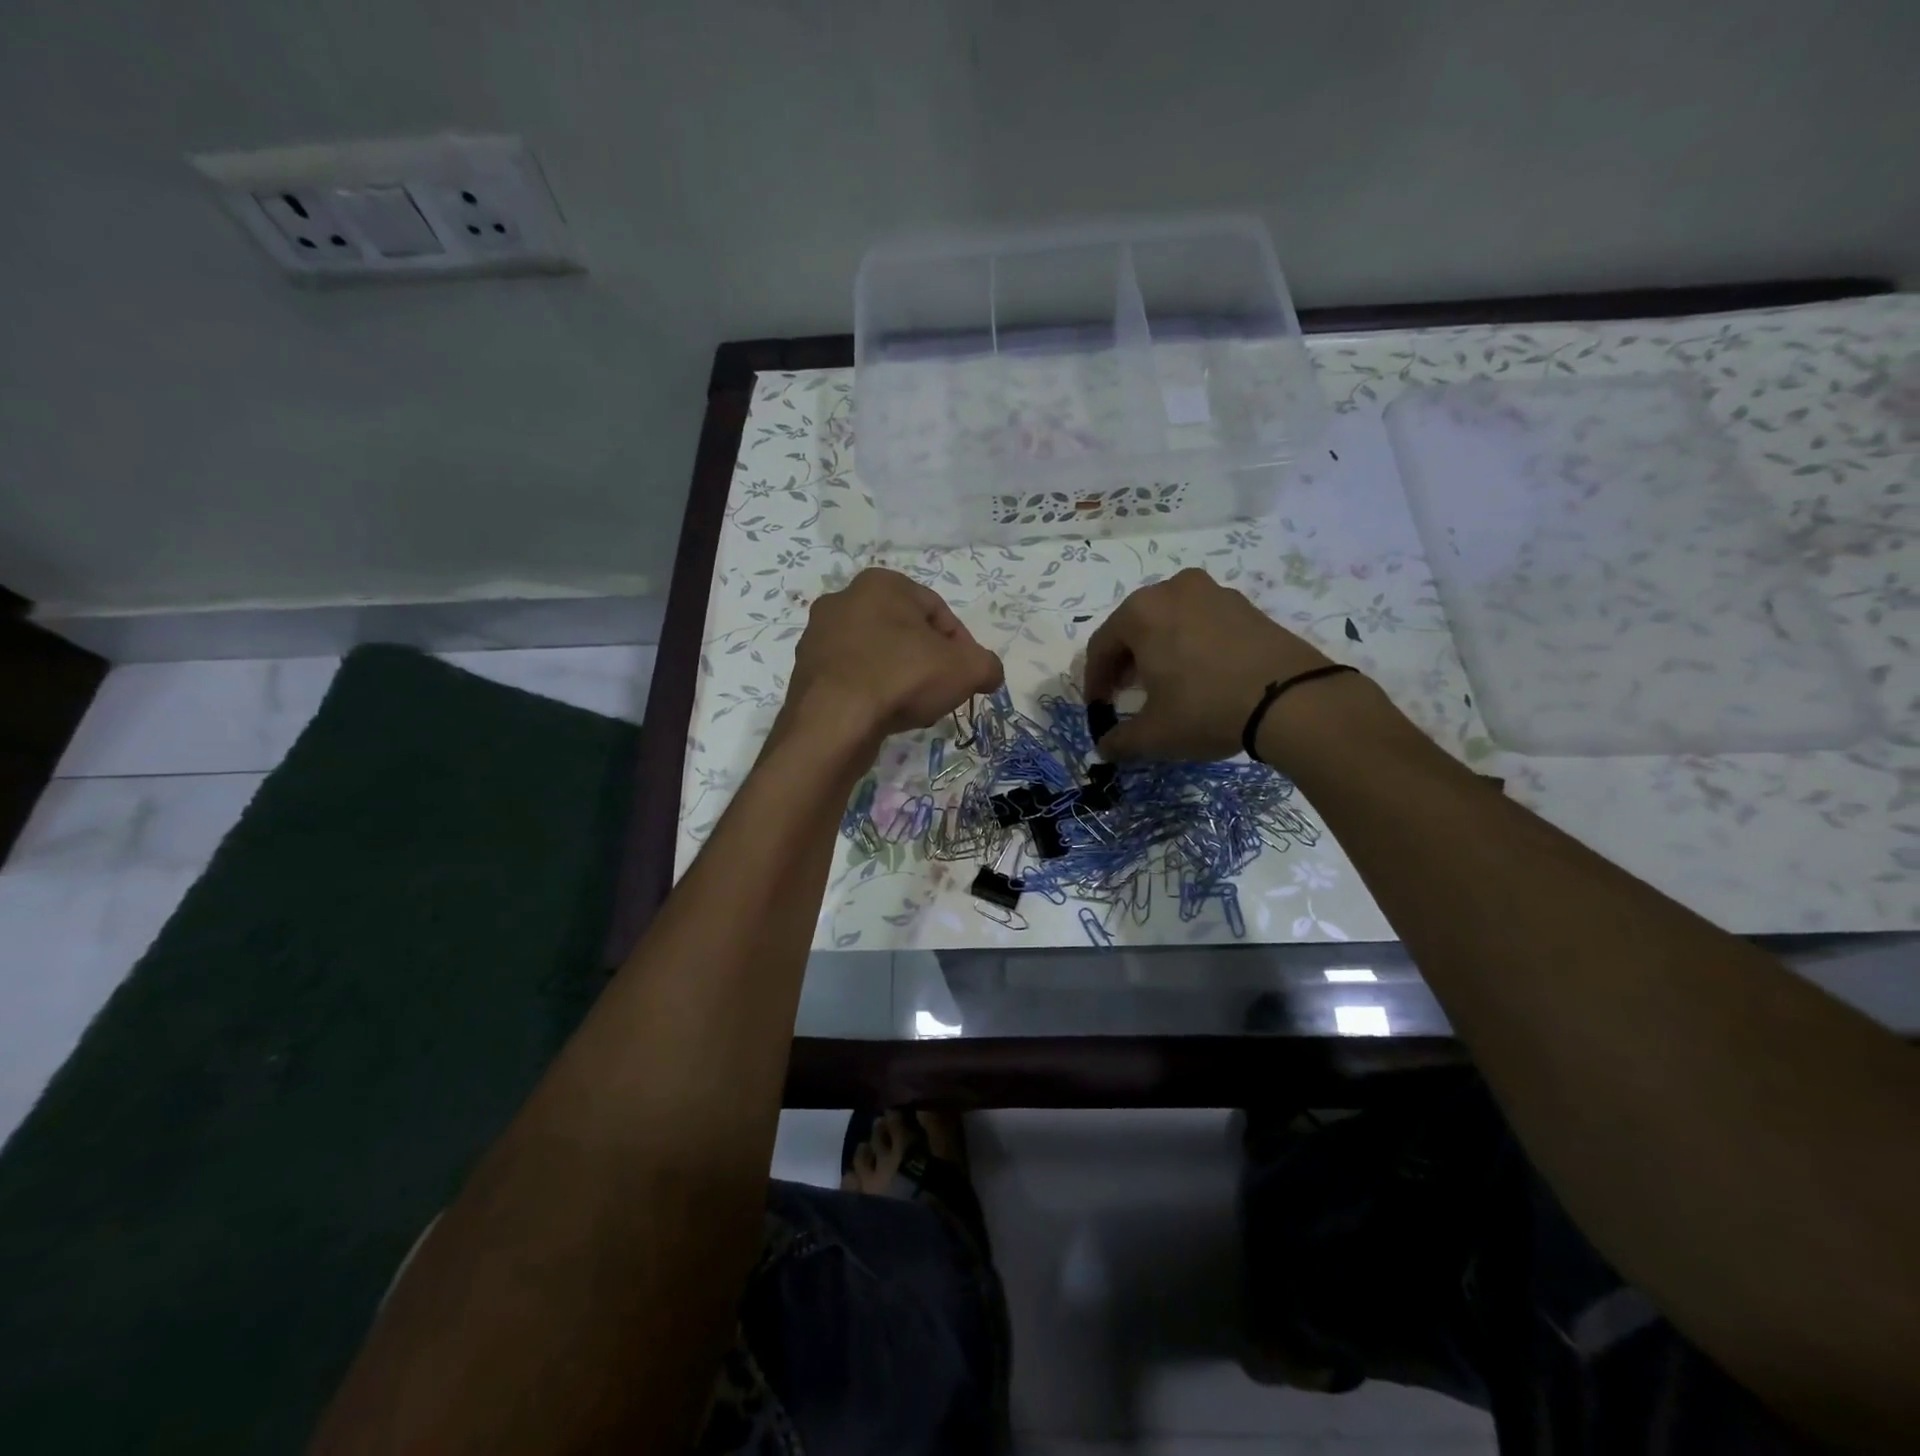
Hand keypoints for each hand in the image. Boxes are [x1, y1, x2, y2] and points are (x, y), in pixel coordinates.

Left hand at [786, 569, 1003, 749]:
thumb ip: (987, 666)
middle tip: (942, 691)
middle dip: (928, 662)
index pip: (937, 610)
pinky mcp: (805, 671)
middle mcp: (843, 600)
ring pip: (877, 655)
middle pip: (904, 633)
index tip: (967, 675)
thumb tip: (990, 674)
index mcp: (881, 583)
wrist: (834, 721)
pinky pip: (852, 678)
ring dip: (900, 678)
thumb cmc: (902, 677)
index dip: (961, 645)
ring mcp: (818, 637)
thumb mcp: (966, 669)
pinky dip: (872, 692)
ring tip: (914, 708)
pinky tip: (884, 715)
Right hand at [1083, 568, 1336, 760]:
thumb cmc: (1206, 709)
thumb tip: (1105, 748)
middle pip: (1134, 627)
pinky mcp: (1245, 605)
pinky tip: (1199, 674)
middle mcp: (1173, 590)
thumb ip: (1120, 741)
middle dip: (1125, 662)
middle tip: (1126, 693)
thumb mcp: (1155, 734)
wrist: (1292, 699)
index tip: (1097, 708)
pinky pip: (1202, 622)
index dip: (1094, 680)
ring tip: (1163, 683)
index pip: (1102, 645)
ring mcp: (1213, 592)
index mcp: (1141, 612)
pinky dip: (1190, 644)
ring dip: (1158, 650)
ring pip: (1169, 620)